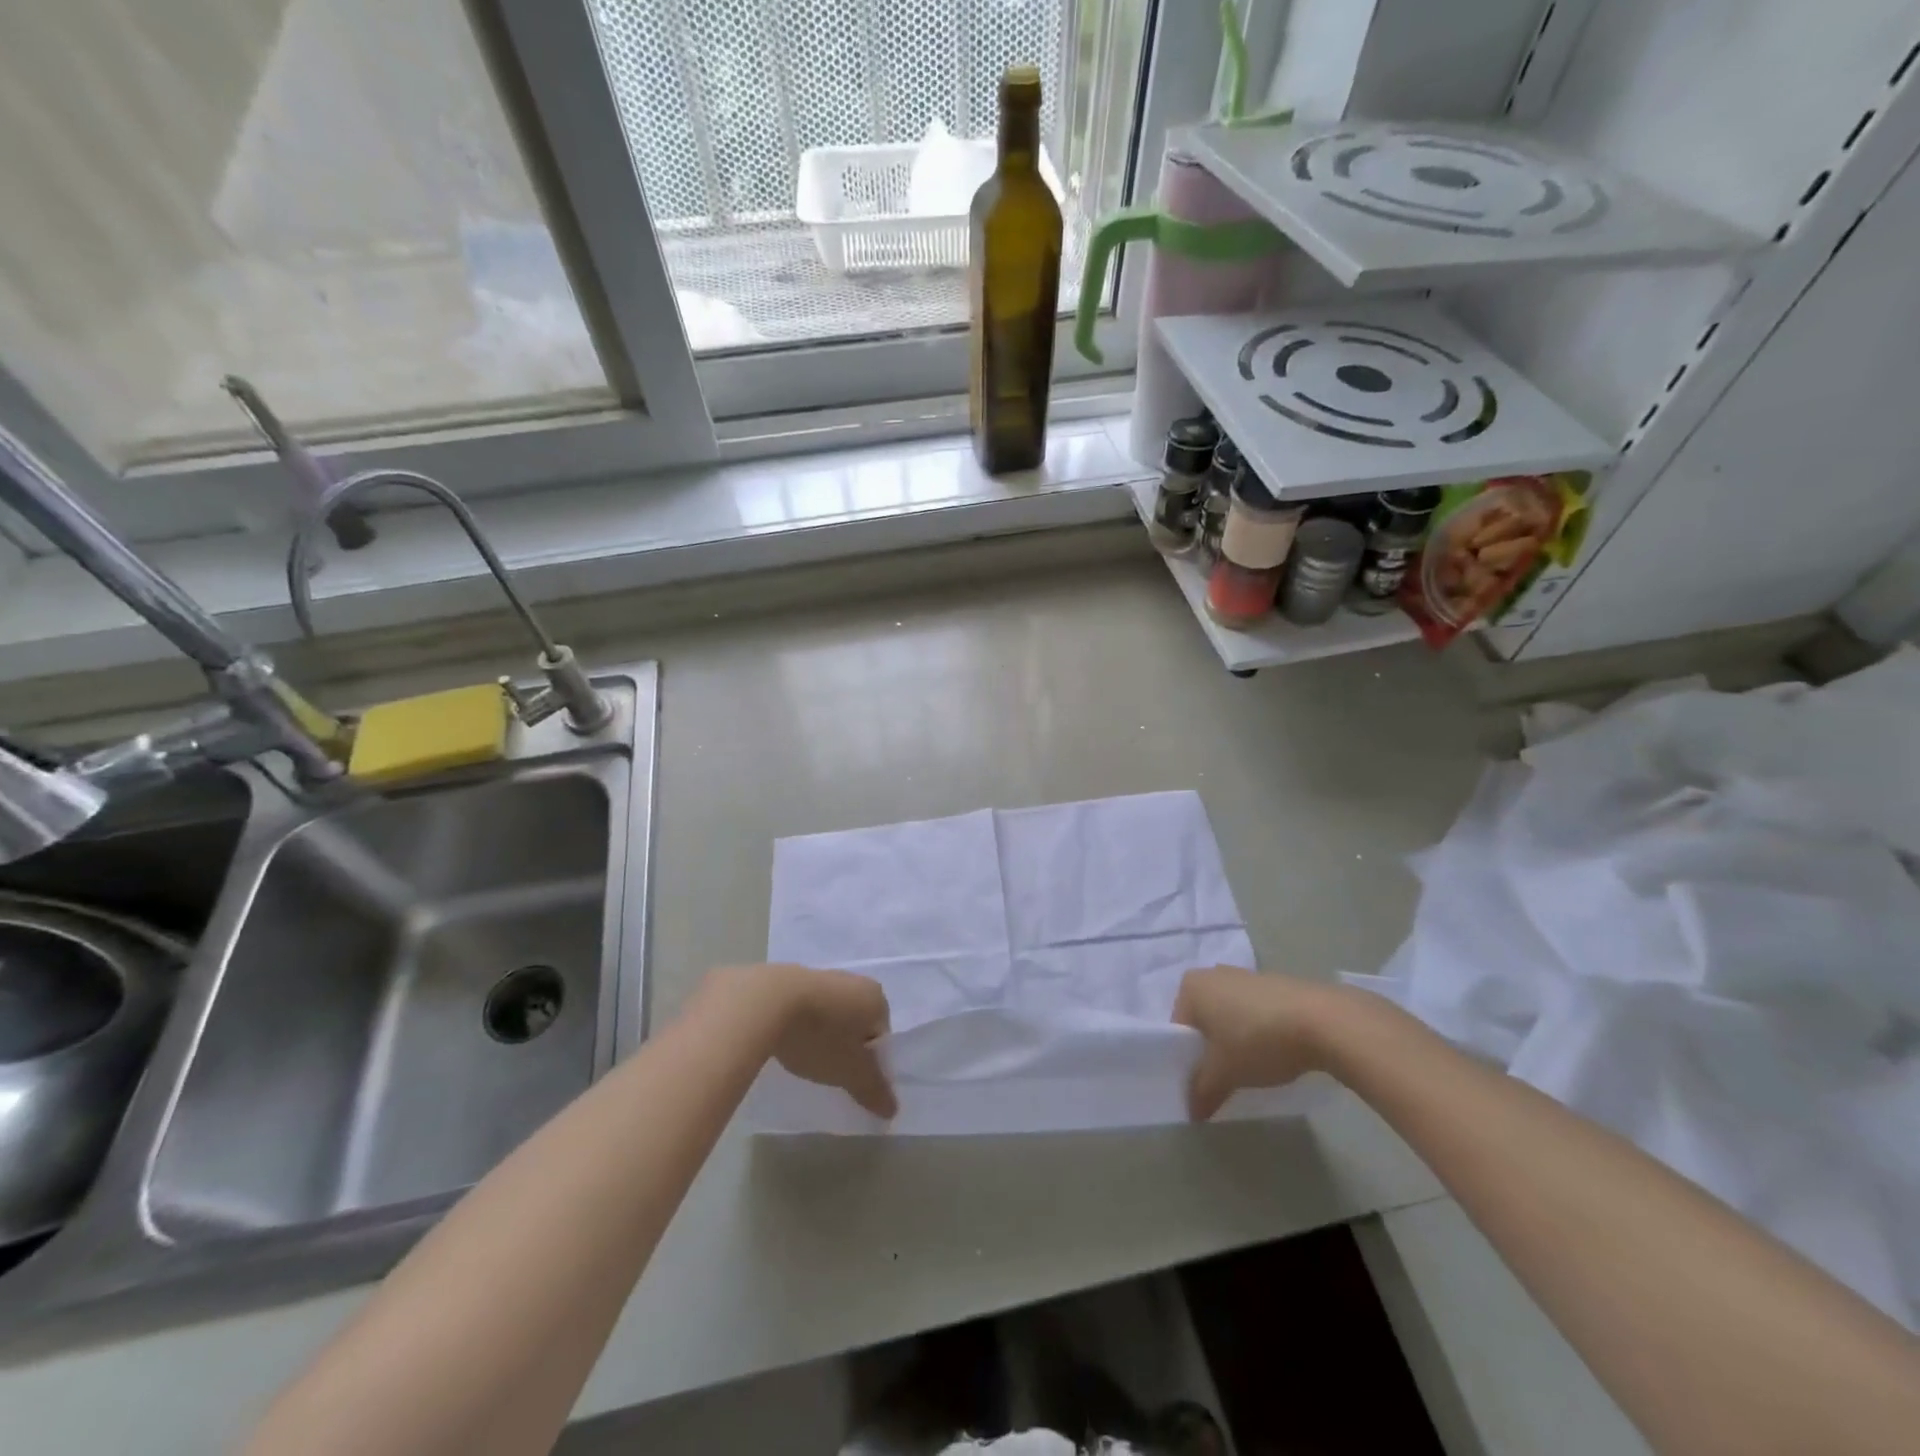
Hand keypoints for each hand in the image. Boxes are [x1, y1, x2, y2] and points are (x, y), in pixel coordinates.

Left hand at [705, 964, 897, 1118]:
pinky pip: (806, 1008)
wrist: (766, 1002)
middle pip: (857, 1024)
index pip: (882, 1036)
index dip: (869, 1063)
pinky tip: (787, 1041)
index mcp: (876, 998)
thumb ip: (873, 1090)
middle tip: (829, 1071)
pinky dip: (802, 1025)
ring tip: (805, 1058)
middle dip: (846, 1048)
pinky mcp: (792, 979)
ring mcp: (822, 976)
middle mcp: (854, 981)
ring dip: (823, 1036)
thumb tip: (892, 1109)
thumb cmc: (820, 1036)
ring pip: (831, 1015)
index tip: (849, 1080)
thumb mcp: (850, 1072)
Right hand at [1171, 966, 1342, 1120]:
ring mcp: (1246, 975)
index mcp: (1191, 986)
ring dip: (1236, 1041)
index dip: (1187, 1060)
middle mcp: (1213, 974)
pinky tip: (1275, 1054)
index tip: (1202, 1083)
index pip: (1178, 1029)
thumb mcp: (1224, 1073)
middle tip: (1225, 1078)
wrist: (1323, 1020)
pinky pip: (1255, 1012)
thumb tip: (1191, 1112)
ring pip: (1230, 1016)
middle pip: (1203, 1021)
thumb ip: (1201, 1091)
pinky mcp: (1275, 984)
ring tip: (1253, 1070)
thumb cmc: (1257, 1039)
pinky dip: (1258, 1032)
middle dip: (1212, 1049)